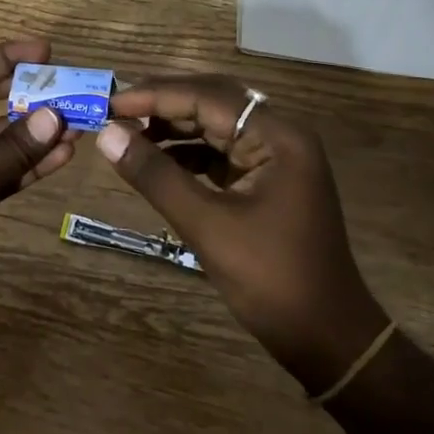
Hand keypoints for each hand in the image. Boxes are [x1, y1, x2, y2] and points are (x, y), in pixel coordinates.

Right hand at [93, 75, 388, 393]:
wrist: (326, 337)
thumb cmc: (271, 279)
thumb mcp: (207, 225)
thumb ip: (156, 176)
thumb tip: (107, 135)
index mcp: (277, 136)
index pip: (207, 97)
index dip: (155, 96)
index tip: (109, 105)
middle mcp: (279, 135)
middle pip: (213, 101)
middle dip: (163, 103)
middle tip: (115, 111)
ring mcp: (275, 157)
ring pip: (215, 125)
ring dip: (172, 126)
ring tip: (127, 134)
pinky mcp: (265, 180)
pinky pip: (220, 151)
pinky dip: (187, 152)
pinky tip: (156, 159)